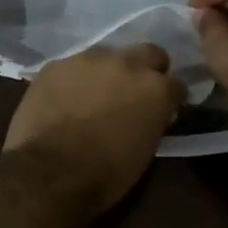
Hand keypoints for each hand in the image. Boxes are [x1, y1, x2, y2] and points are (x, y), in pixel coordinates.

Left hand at [3, 43, 184, 209]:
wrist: (50, 172)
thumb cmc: (106, 173)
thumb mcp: (145, 151)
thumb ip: (153, 121)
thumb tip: (152, 115)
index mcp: (156, 89)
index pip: (177, 84)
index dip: (170, 98)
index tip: (164, 110)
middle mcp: (128, 64)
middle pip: (148, 53)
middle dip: (146, 69)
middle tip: (134, 92)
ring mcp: (89, 60)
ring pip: (107, 56)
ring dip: (107, 72)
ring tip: (94, 95)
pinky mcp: (56, 65)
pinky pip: (72, 67)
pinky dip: (74, 80)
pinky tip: (64, 99)